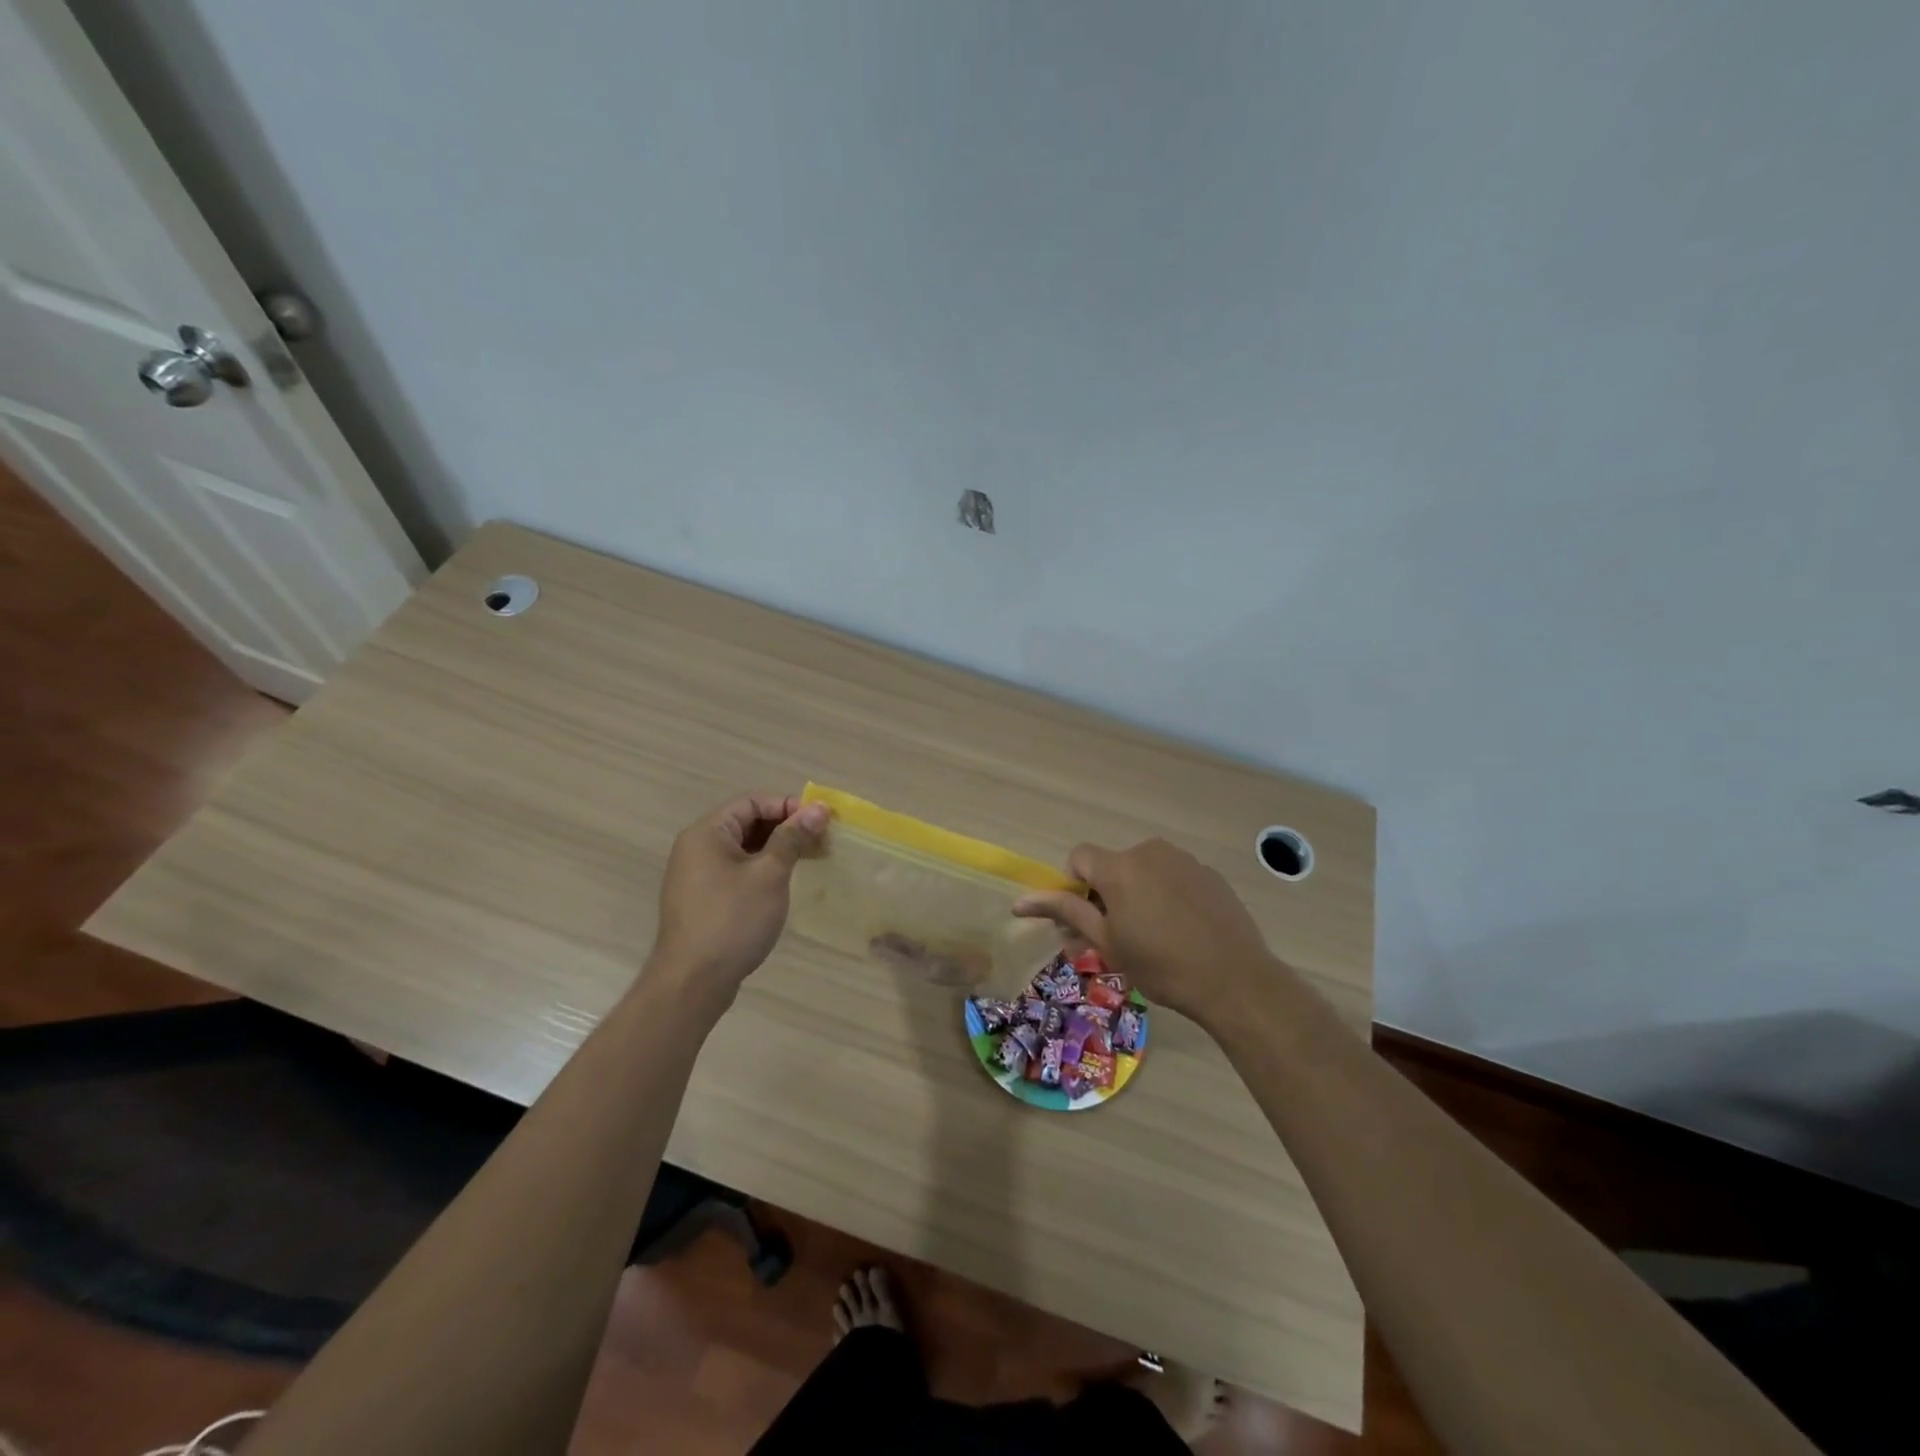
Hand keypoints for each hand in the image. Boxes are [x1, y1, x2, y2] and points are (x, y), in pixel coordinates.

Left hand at [648, 791, 827, 1007]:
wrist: (692, 982)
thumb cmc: (732, 920)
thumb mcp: (770, 874)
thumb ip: (793, 838)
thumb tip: (818, 808)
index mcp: (707, 832)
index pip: (752, 801)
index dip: (788, 806)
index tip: (821, 821)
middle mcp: (697, 847)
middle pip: (748, 822)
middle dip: (787, 828)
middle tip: (822, 842)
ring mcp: (698, 875)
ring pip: (745, 848)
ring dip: (779, 850)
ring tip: (811, 861)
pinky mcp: (704, 899)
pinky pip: (737, 870)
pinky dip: (763, 869)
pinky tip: (785, 884)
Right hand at [1013, 838, 1279, 1023]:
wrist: (1235, 979)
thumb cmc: (1160, 965)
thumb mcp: (1106, 942)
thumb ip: (1065, 912)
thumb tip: (1020, 902)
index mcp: (1118, 867)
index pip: (1079, 857)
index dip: (1076, 885)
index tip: (1089, 919)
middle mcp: (1148, 851)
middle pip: (1112, 865)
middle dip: (1107, 894)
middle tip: (1118, 937)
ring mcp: (1183, 859)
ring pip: (1144, 870)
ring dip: (1138, 894)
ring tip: (1154, 936)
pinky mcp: (1208, 873)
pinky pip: (1173, 876)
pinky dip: (1167, 895)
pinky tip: (1183, 930)